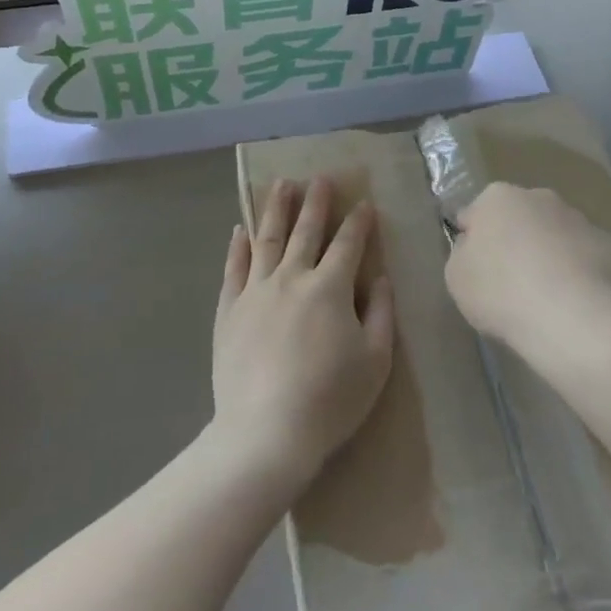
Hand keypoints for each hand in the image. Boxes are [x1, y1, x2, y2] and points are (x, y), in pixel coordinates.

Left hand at [211, 177, 394, 493]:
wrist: (267, 432)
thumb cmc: (331, 399)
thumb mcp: (376, 360)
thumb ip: (381, 313)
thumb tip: (381, 277)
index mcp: (330, 288)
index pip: (348, 244)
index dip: (359, 222)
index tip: (364, 204)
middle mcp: (291, 278)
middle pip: (305, 231)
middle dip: (315, 203)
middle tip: (319, 178)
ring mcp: (255, 291)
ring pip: (267, 239)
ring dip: (276, 209)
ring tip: (281, 185)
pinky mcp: (229, 310)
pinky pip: (233, 269)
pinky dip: (238, 246)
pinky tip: (240, 230)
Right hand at [444, 183, 610, 354]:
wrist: (570, 319)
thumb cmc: (501, 292)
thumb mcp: (456, 276)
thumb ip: (463, 252)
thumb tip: (475, 245)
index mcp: (498, 198)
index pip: (476, 214)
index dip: (473, 242)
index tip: (476, 269)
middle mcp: (541, 197)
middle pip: (520, 218)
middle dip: (516, 241)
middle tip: (509, 282)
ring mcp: (581, 220)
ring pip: (557, 235)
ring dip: (549, 255)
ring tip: (545, 298)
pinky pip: (586, 258)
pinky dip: (580, 273)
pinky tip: (574, 303)